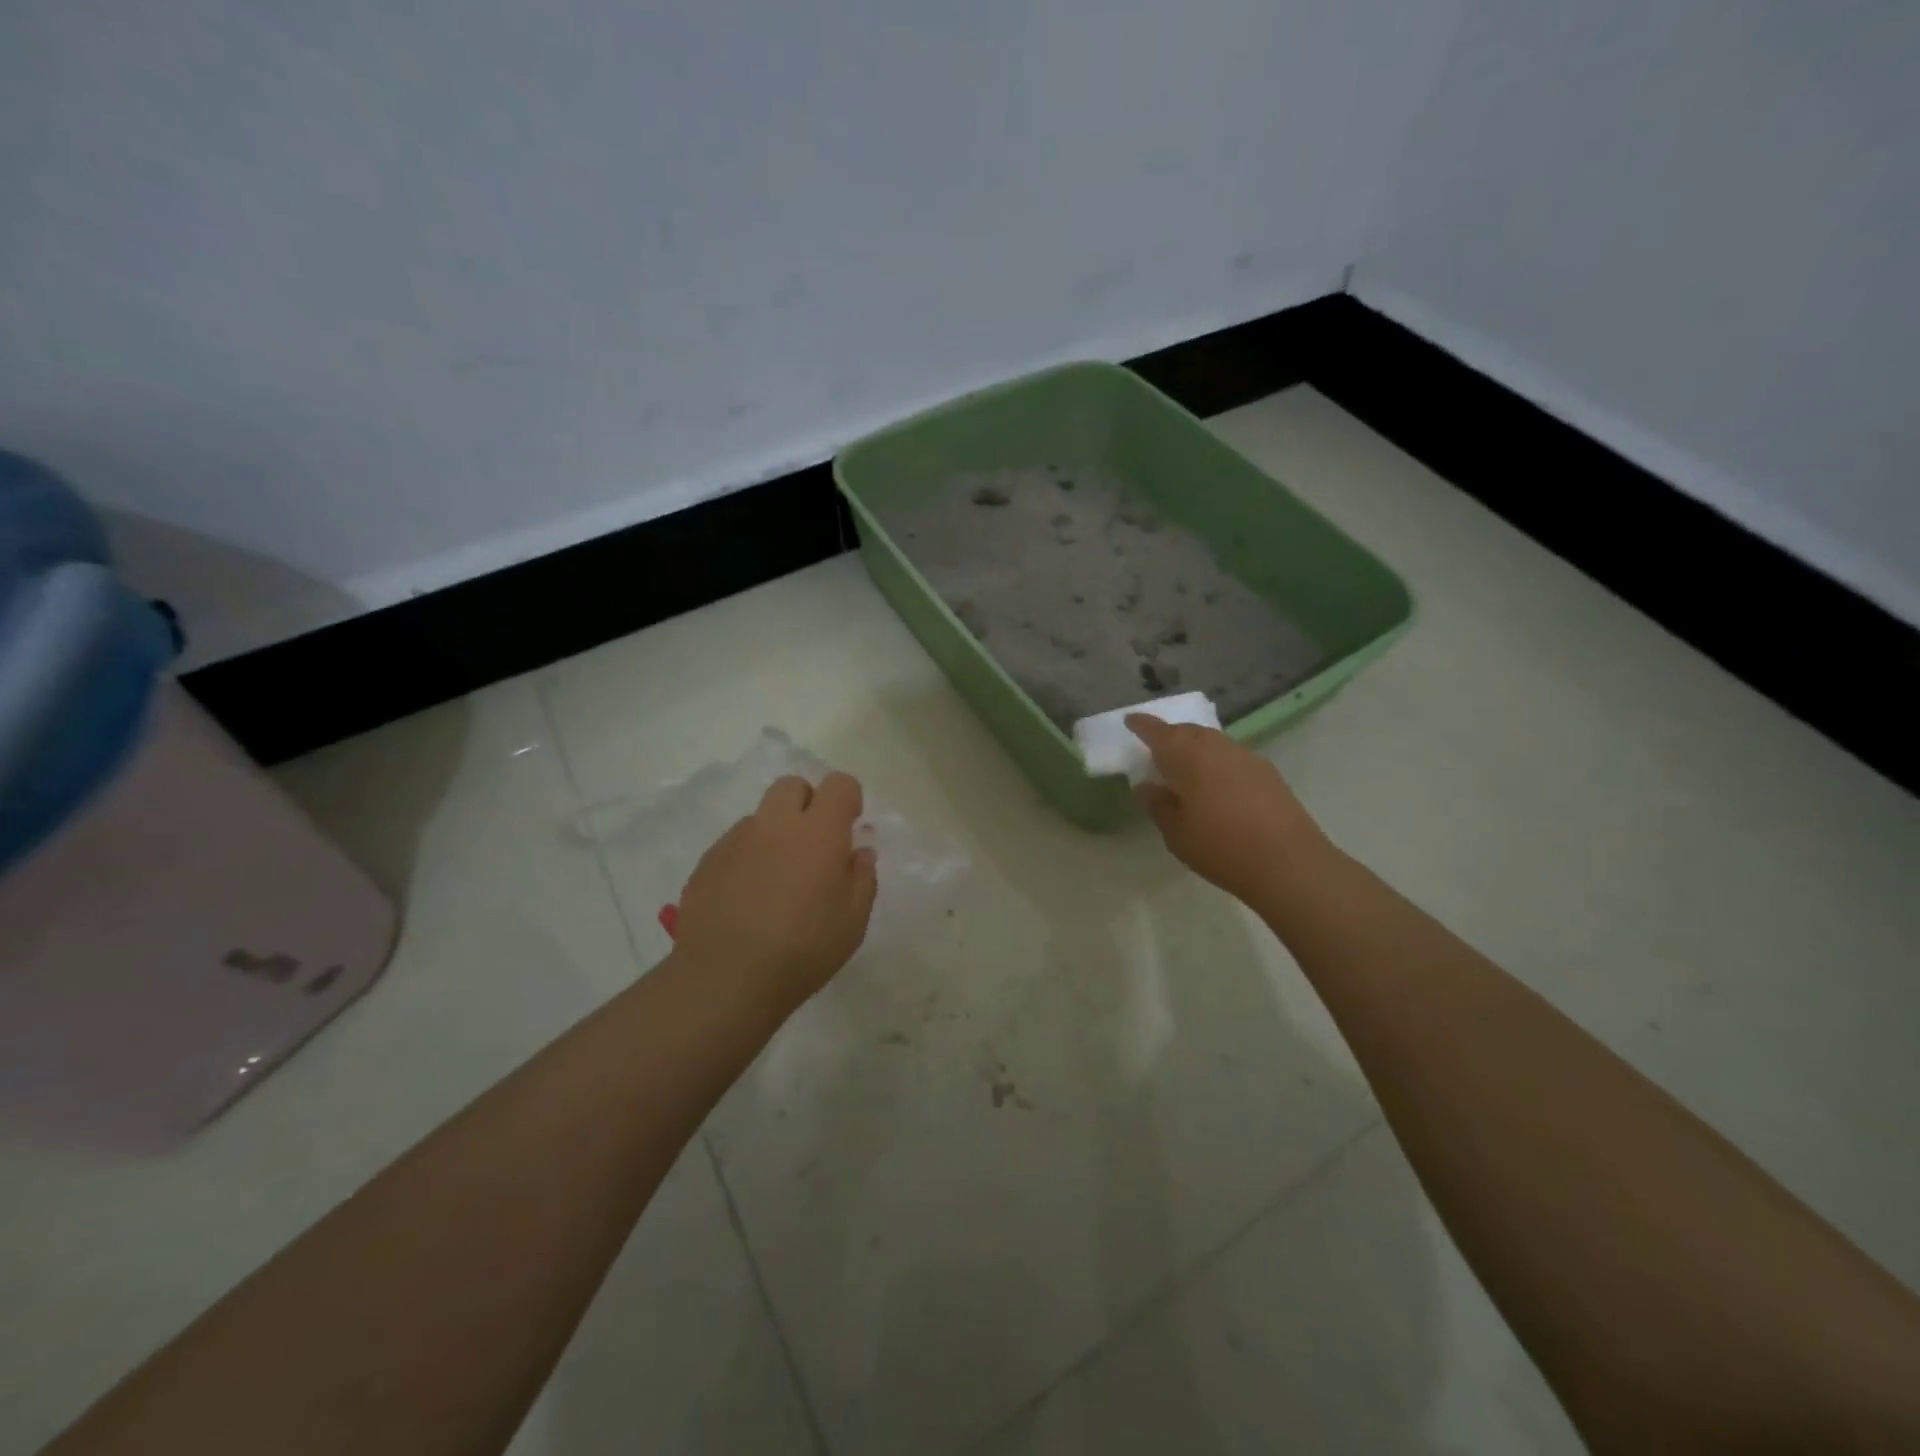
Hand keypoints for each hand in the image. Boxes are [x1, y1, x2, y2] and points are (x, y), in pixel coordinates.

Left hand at [673, 772, 877, 1012]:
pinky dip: (748, 858)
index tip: (849, 828)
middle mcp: (775, 825)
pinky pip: (734, 844)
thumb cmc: (803, 951)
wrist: (725, 980)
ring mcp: (735, 840)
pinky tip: (748, 897)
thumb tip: (858, 852)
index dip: (848, 800)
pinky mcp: (706, 862)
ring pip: (761, 817)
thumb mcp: (853, 921)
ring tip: (777, 880)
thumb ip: (862, 877)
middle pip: (792, 786)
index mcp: (817, 832)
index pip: (838, 784)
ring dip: (775, 833)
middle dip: (808, 803)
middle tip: (813, 845)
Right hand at [1126, 715, 1333, 905]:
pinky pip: (1231, 757)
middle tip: (1156, 751)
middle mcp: (1216, 746)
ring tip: (1184, 768)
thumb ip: (1158, 805)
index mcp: (1187, 755)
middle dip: (1170, 736)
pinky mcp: (1267, 772)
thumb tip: (1147, 786)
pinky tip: (1216, 785)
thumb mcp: (1176, 832)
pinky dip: (1217, 763)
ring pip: (1212, 742)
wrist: (1289, 862)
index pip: (1157, 732)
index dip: (1142, 725)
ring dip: (1195, 749)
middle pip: (1188, 732)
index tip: (1130, 721)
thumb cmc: (1220, 847)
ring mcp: (1246, 756)